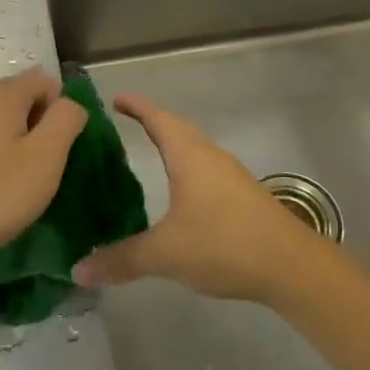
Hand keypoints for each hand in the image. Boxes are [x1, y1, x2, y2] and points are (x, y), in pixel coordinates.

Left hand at [0, 70, 87, 285]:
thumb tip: (69, 104)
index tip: (60, 147)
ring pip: (2, 120)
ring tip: (25, 178)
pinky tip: (0, 185)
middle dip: (41, 124)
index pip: (44, 80)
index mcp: (2, 96)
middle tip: (47, 165)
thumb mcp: (47, 156)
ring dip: (21, 141)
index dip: (61, 108)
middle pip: (21, 97)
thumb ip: (66, 119)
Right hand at [72, 94, 329, 304]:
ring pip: (195, 149)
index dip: (136, 106)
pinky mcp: (243, 196)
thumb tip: (78, 271)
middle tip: (125, 122)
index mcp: (189, 156)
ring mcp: (230, 176)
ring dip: (172, 145)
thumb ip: (121, 260)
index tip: (115, 98)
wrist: (292, 266)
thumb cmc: (224, 244)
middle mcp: (210, 157)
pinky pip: (206, 169)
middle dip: (152, 122)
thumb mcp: (165, 254)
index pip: (158, 119)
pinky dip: (186, 169)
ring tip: (148, 153)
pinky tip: (180, 192)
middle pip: (178, 129)